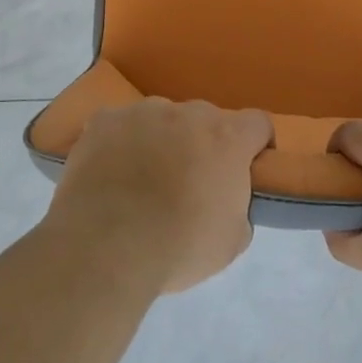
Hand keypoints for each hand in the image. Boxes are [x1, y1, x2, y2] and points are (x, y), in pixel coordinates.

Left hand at [50, 97, 273, 293]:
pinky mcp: (103, 122)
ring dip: (161, 140)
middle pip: (206, 119)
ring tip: (142, 179)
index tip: (248, 167)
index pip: (258, 123)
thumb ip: (239, 208)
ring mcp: (142, 113)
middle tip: (190, 181)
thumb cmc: (178, 247)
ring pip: (161, 119)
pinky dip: (119, 143)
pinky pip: (119, 126)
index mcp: (227, 138)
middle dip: (203, 144)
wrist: (106, 249)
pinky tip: (109, 173)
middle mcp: (188, 114)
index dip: (256, 144)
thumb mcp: (231, 241)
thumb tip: (228, 202)